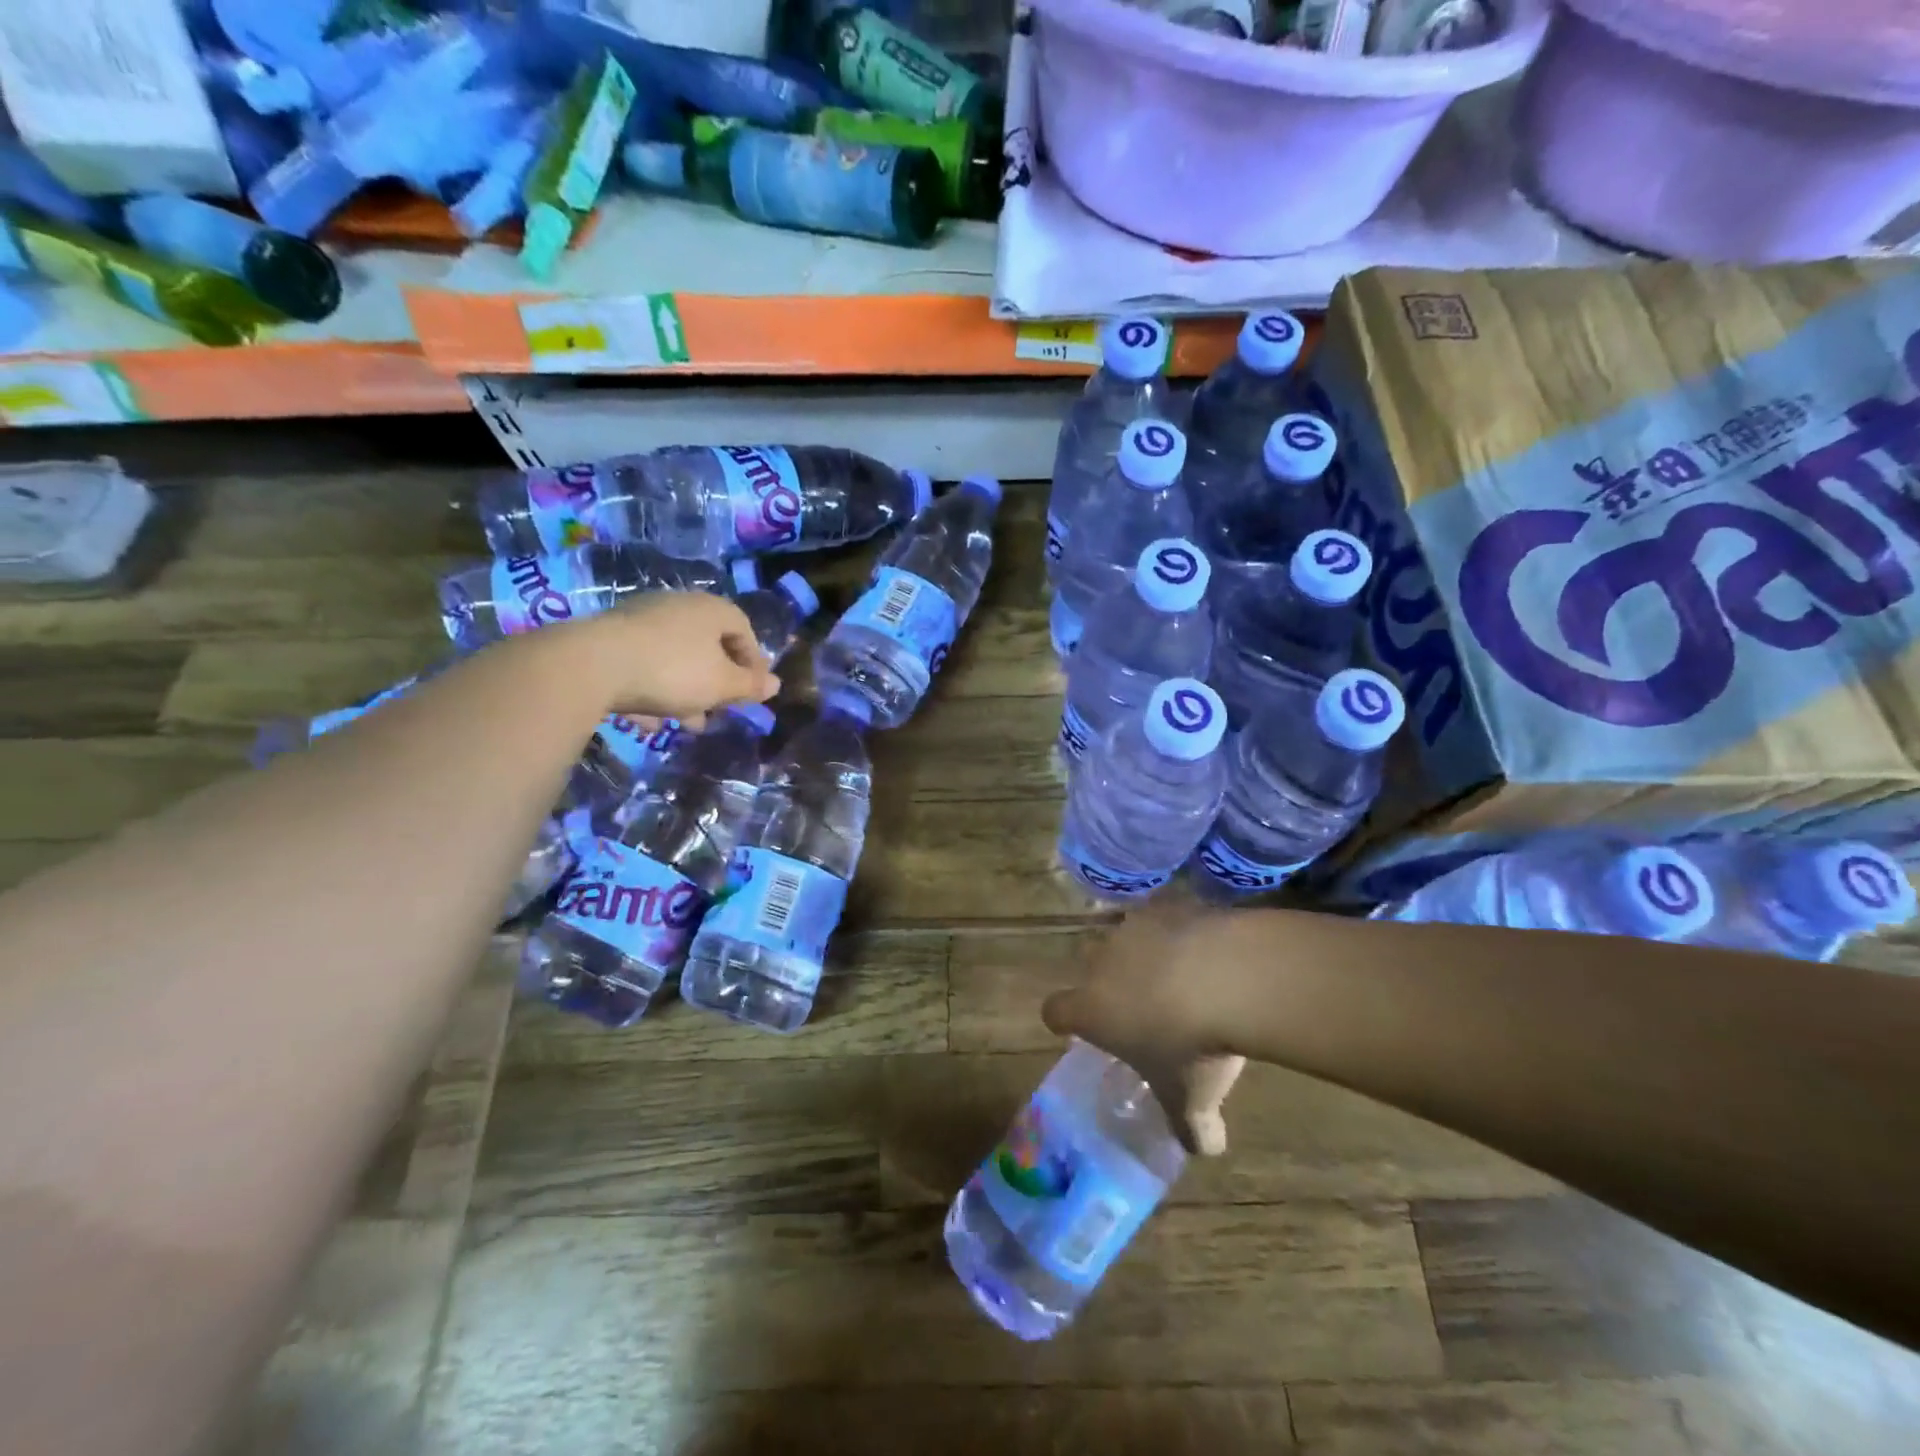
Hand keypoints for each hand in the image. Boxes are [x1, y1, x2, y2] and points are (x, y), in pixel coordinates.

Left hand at [575, 591, 777, 727]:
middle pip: (709, 646)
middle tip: (721, 710)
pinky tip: (649, 721)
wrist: (592, 665)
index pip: (745, 630)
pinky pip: (644, 666)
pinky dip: (652, 691)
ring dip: (686, 692)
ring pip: (675, 659)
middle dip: (717, 683)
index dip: (754, 663)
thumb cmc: (673, 671)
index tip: (754, 692)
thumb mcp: (722, 685)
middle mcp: (678, 607)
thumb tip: (776, 684)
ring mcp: (641, 621)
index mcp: (711, 610)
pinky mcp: (610, 640)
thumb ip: (750, 686)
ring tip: (687, 724)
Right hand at [1042, 901, 1246, 1155]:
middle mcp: (1102, 963)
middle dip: (1109, 982)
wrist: (1230, 977)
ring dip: (1145, 954)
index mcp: (1092, 1009)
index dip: (1066, 1021)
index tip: (1086, 1030)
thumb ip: (1192, 1127)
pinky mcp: (1168, 905)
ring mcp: (1134, 929)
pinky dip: (1180, 933)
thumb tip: (1205, 1145)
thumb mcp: (1192, 1100)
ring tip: (1183, 977)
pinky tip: (1209, 952)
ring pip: (1127, 939)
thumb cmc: (1194, 1047)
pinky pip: (1166, 919)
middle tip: (1143, 1005)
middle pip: (1089, 966)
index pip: (1055, 1011)